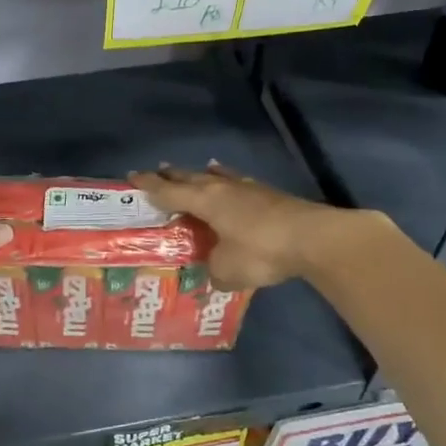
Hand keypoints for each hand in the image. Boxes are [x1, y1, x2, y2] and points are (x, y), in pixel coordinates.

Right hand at [128, 162, 383, 288]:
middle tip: (157, 172)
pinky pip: (239, 184)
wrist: (313, 239)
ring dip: (202, 175)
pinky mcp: (270, 196)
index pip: (169, 191)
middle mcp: (223, 189)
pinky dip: (229, 182)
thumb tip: (215, 274)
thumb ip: (214, 271)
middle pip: (191, 178)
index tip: (132, 176)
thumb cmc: (261, 252)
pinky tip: (233, 184)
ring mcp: (249, 189)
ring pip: (218, 177)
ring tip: (196, 171)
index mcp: (205, 202)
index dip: (149, 186)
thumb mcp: (228, 271)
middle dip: (172, 176)